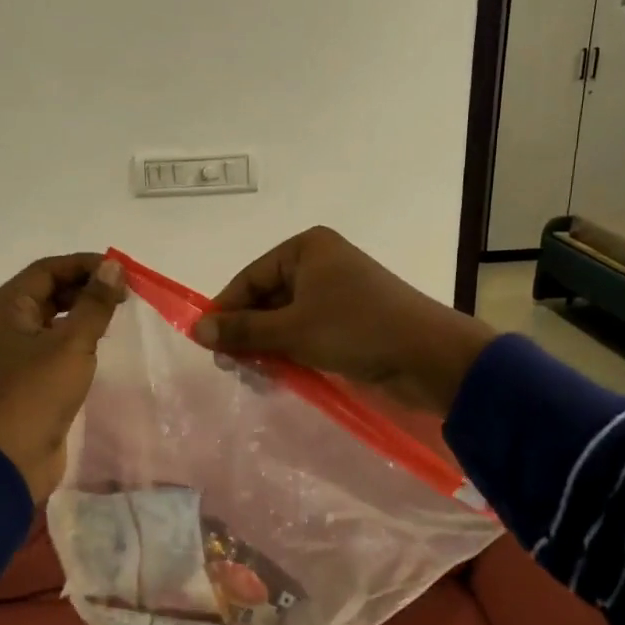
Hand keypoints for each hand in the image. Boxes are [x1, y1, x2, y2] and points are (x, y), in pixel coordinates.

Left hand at [0, 254, 126, 502]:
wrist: (11, 459)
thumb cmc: (37, 394)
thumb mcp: (71, 344)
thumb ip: (94, 304)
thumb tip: (113, 267)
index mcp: (6, 307)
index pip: (47, 270)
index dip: (85, 265)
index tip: (122, 271)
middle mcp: (6, 323)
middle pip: (49, 291)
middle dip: (86, 287)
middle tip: (125, 294)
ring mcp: (16, 351)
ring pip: (53, 318)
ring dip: (84, 312)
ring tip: (118, 313)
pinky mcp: (29, 376)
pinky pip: (55, 344)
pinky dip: (78, 337)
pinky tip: (102, 342)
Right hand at [195, 227, 493, 414]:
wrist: (429, 357)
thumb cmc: (356, 330)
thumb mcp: (292, 330)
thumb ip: (243, 330)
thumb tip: (196, 330)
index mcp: (307, 249)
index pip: (250, 277)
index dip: (226, 310)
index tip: (206, 343)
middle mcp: (320, 264)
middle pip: (266, 298)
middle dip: (247, 332)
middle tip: (230, 366)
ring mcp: (336, 293)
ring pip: (285, 319)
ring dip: (266, 346)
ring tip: (252, 375)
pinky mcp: (348, 321)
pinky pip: (305, 332)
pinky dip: (290, 351)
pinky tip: (276, 375)